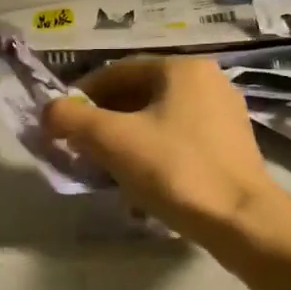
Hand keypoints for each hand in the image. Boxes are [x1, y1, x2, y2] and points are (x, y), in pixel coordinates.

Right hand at [44, 57, 278, 239]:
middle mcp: (208, 81)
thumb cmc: (175, 170)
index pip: (117, 71)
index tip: (62, 122)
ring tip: (105, 166)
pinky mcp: (231, 146)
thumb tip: (48, 111)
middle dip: (104, 119)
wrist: (242, 221)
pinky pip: (179, 139)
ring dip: (126, 138)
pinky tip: (140, 181)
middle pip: (139, 94)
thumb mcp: (112, 141)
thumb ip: (72, 119)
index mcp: (182, 68)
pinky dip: (152, 152)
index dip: (82, 95)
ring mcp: (224, 114)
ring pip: (158, 118)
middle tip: (80, 146)